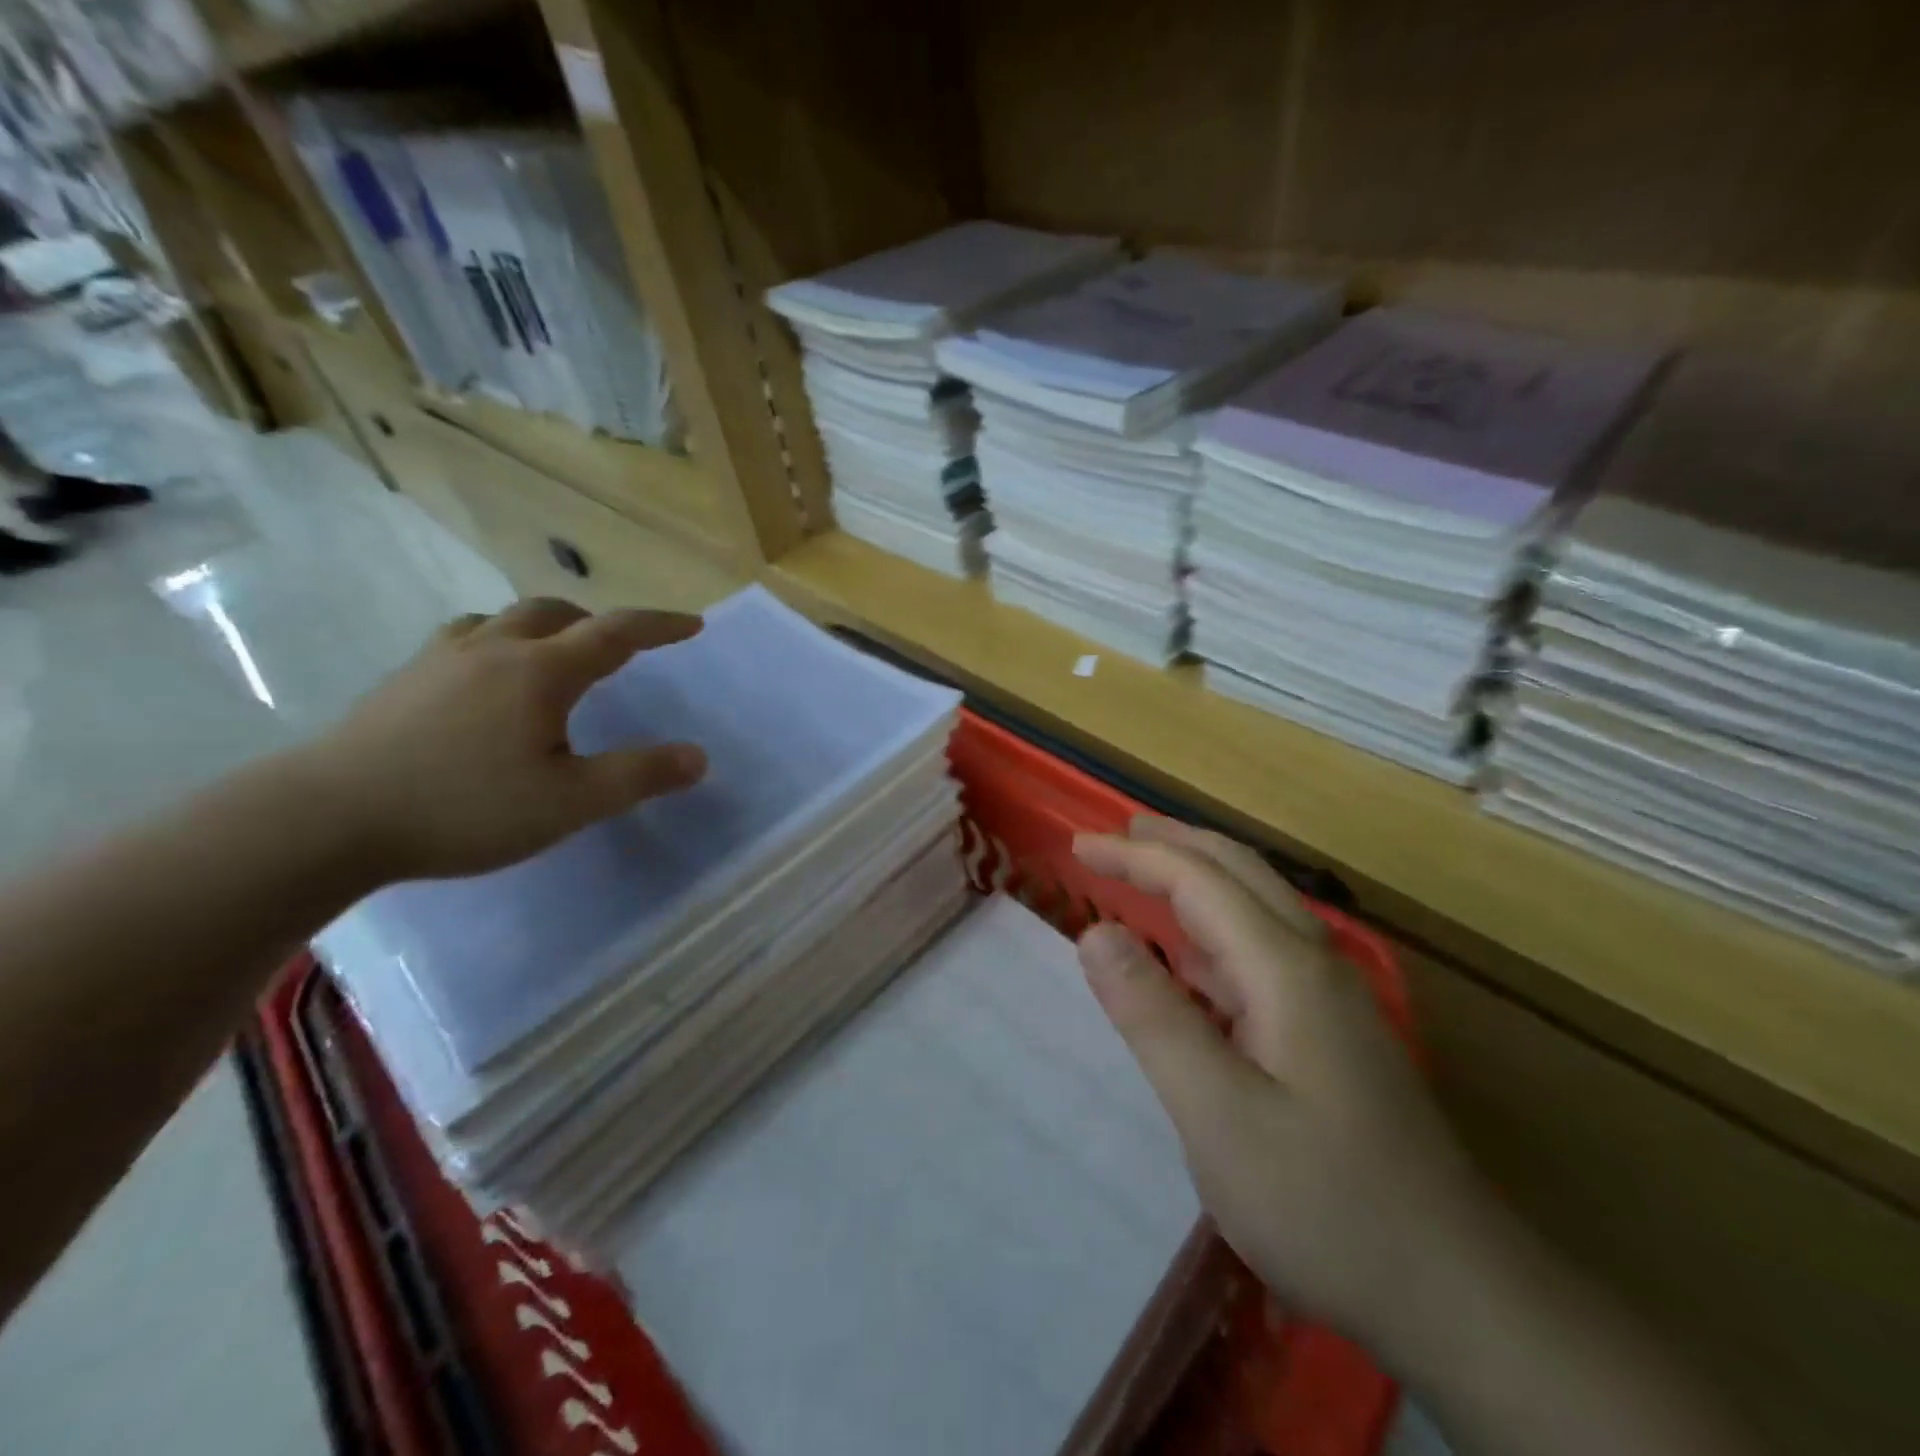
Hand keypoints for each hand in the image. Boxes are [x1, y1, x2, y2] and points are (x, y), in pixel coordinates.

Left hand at [301, 599, 707, 882]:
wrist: (325, 819)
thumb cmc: (463, 807)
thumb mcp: (569, 803)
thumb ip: (639, 776)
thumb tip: (699, 756)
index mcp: (541, 672)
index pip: (615, 633)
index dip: (658, 625)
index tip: (692, 624)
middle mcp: (493, 650)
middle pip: (554, 612)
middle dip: (597, 622)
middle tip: (620, 650)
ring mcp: (440, 660)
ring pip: (503, 620)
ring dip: (543, 628)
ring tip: (554, 660)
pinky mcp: (403, 681)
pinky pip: (463, 640)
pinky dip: (495, 644)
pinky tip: (486, 682)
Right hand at [1073, 816, 1507, 1366]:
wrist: (1458, 1296)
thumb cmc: (1324, 1203)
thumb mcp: (1218, 1114)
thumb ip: (1152, 1016)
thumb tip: (1094, 933)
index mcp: (1286, 968)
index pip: (1199, 880)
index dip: (1135, 856)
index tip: (1077, 846)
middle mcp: (1313, 964)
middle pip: (1238, 873)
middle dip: (1172, 845)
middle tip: (1113, 835)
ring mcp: (1330, 999)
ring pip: (1255, 907)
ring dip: (1196, 879)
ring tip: (1144, 873)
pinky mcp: (1332, 1033)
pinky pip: (1262, 953)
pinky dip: (1214, 932)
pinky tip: (1192, 959)